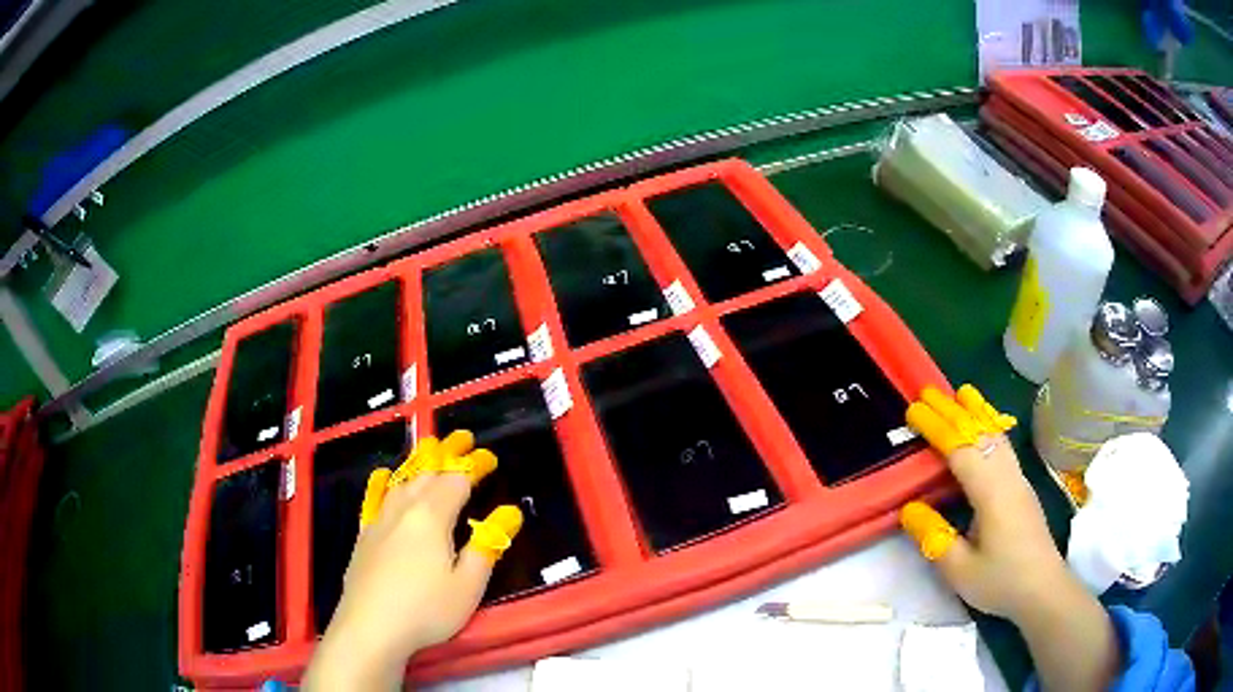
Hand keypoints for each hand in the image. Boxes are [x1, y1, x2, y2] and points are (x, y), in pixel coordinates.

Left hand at [303, 430, 522, 689]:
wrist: (370, 627)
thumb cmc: (426, 609)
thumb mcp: (468, 585)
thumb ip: (487, 546)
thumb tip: (510, 513)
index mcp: (431, 517)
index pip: (456, 481)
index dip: (474, 466)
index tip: (490, 458)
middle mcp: (403, 510)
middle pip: (427, 472)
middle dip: (447, 452)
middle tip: (463, 437)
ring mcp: (379, 521)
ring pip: (401, 480)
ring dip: (419, 463)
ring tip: (430, 449)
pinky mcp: (364, 536)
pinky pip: (376, 498)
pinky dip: (384, 483)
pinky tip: (383, 478)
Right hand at [900, 386, 1119, 690]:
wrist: (1043, 589)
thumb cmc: (1001, 581)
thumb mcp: (960, 570)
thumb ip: (935, 538)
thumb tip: (909, 509)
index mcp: (992, 494)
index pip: (962, 450)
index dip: (937, 428)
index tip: (914, 410)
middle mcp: (1008, 477)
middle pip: (981, 433)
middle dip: (953, 411)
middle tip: (928, 392)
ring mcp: (1019, 480)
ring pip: (997, 436)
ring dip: (977, 412)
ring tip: (961, 392)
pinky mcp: (1023, 487)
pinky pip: (1004, 446)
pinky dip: (990, 426)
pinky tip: (986, 427)